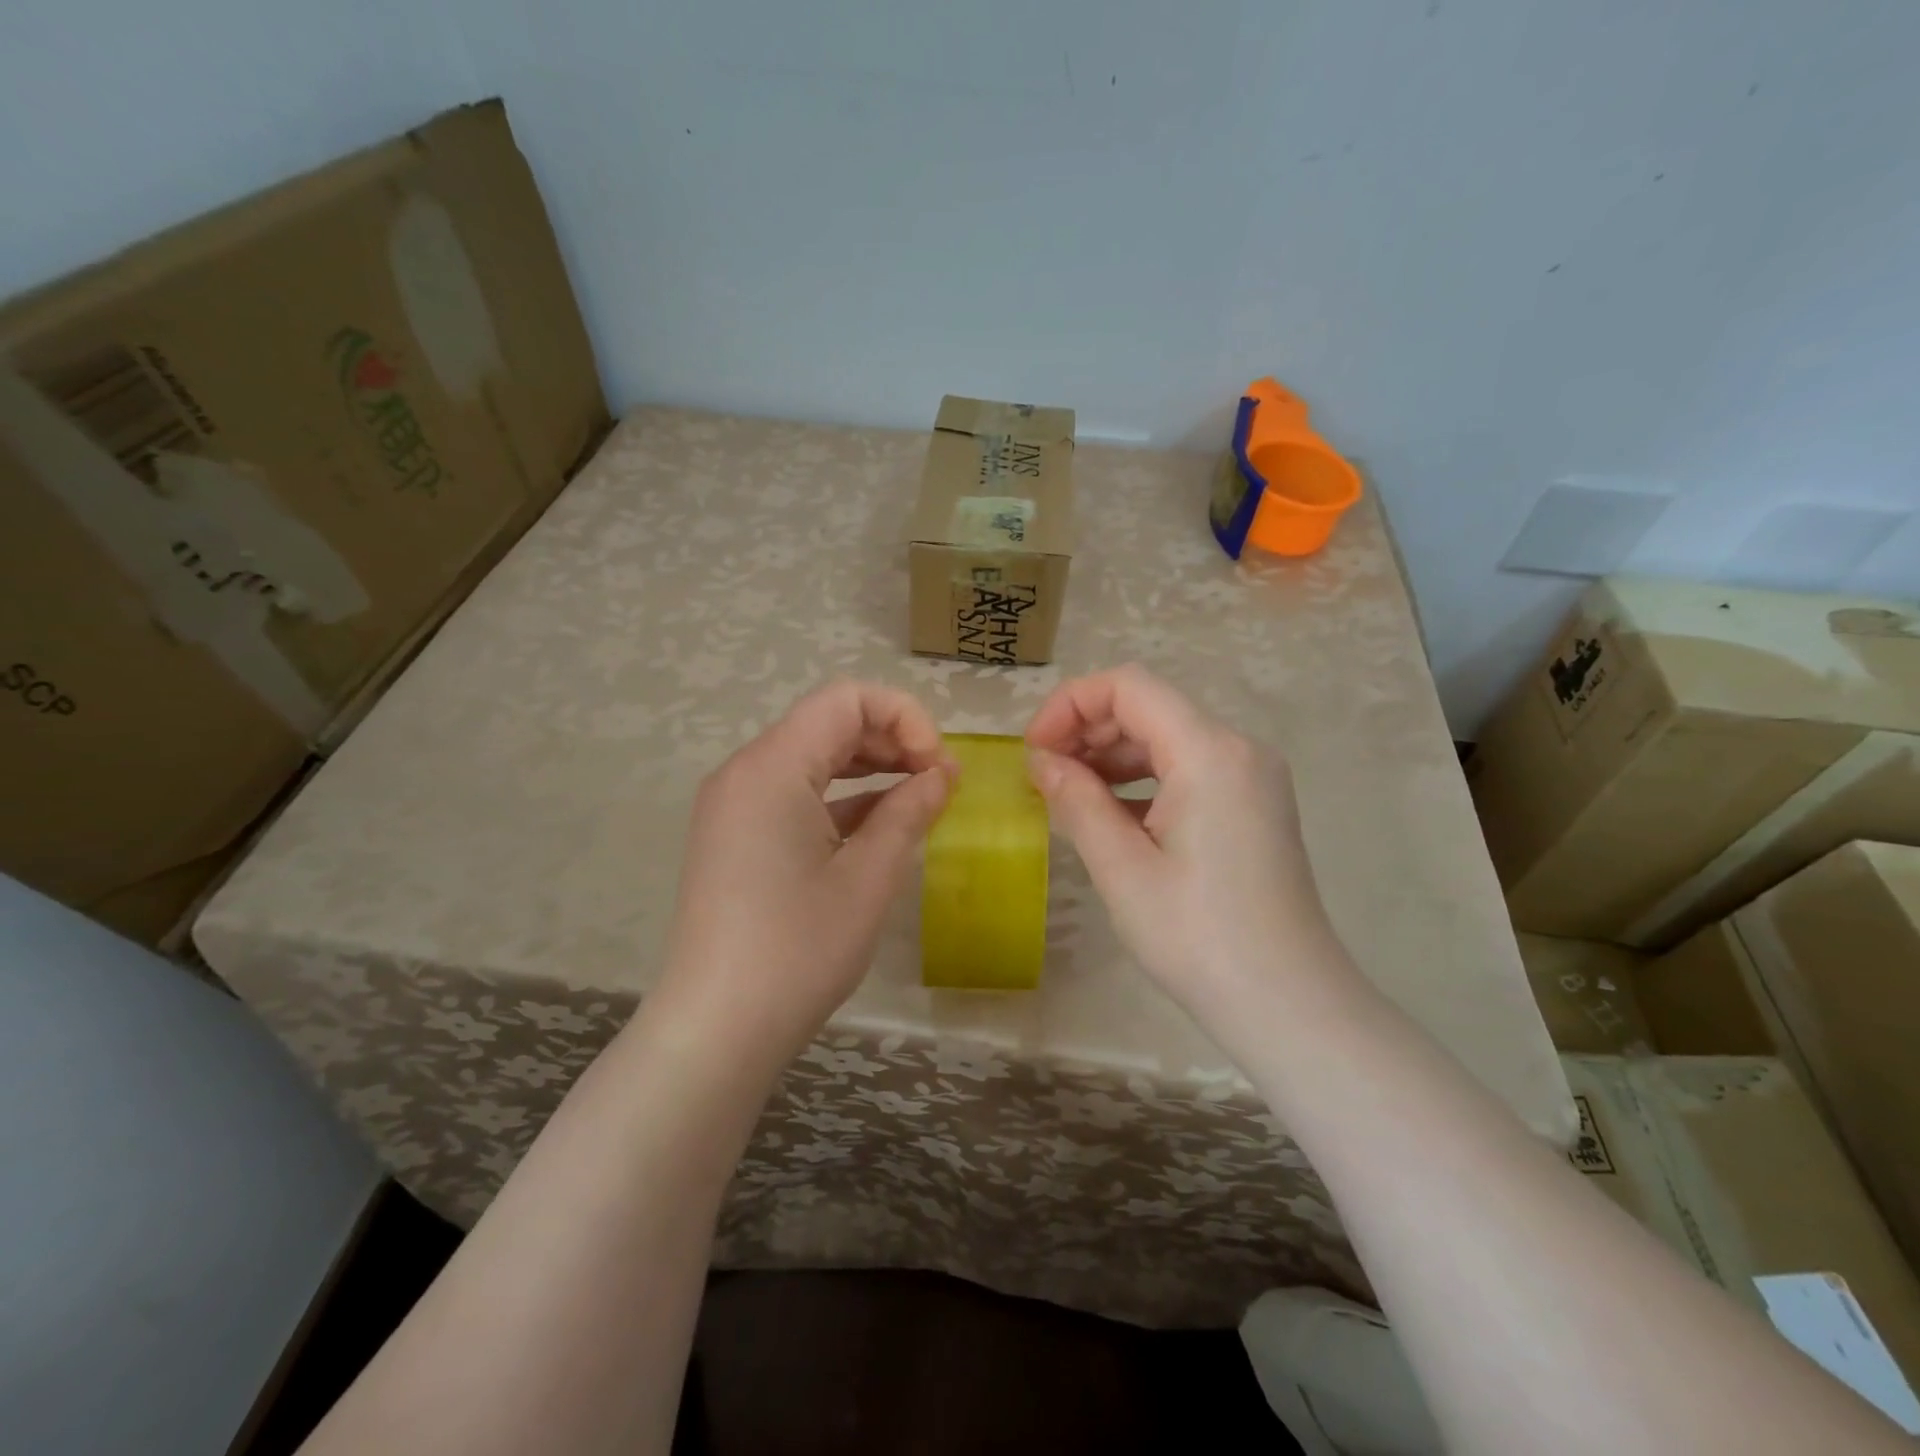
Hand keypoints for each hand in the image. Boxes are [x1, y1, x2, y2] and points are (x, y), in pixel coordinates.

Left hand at [653, 680, 954, 1076]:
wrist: (716, 1030)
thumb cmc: (798, 950)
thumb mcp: (869, 877)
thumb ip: (909, 811)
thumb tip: (941, 774)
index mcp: (772, 767)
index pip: (846, 699)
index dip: (905, 717)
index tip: (938, 766)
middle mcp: (745, 772)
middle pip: (828, 723)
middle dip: (891, 740)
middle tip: (939, 783)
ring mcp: (735, 805)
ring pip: (813, 758)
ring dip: (869, 768)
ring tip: (919, 799)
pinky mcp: (736, 836)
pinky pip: (795, 794)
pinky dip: (840, 799)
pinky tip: (880, 825)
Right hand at [1024, 665, 1347, 1022]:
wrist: (1289, 1004)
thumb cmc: (1199, 937)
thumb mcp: (1123, 868)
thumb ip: (1077, 801)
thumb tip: (1041, 763)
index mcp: (1209, 753)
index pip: (1128, 687)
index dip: (1070, 705)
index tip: (1034, 751)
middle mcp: (1237, 749)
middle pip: (1148, 708)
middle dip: (1086, 731)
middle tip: (1042, 777)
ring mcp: (1250, 777)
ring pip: (1166, 738)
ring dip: (1111, 757)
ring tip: (1066, 796)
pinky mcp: (1251, 805)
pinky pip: (1186, 770)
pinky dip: (1141, 780)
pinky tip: (1109, 815)